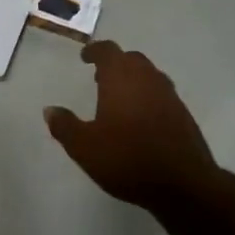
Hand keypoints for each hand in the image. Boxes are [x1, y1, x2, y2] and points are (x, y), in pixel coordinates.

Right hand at [45, 42, 224, 211]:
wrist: (183, 183)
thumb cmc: (127, 158)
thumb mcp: (84, 147)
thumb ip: (65, 126)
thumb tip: (50, 110)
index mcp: (122, 78)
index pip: (108, 51)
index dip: (94, 51)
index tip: (85, 57)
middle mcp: (148, 79)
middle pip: (131, 59)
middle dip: (115, 64)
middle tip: (100, 78)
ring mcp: (170, 96)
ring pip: (149, 76)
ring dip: (133, 80)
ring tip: (118, 99)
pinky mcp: (184, 115)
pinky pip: (161, 95)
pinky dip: (148, 97)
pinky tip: (140, 120)